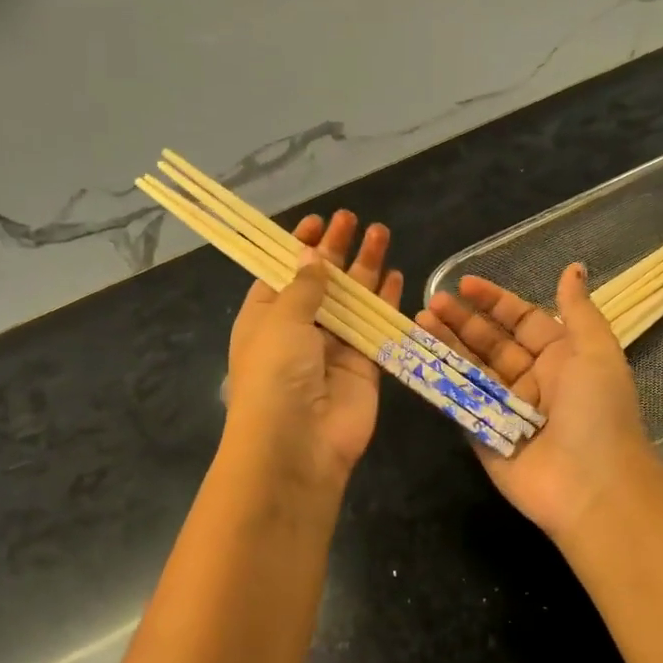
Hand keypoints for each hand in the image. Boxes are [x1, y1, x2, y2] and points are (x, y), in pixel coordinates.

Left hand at [224, 210, 403, 489]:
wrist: (297, 443)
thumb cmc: (276, 373)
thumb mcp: (281, 319)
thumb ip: (304, 287)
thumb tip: (312, 256)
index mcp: (265, 317)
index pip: (282, 274)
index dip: (298, 248)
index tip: (316, 222)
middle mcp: (298, 331)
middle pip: (321, 282)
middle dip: (335, 250)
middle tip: (352, 218)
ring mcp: (333, 348)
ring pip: (353, 300)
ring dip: (365, 267)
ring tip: (380, 233)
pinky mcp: (364, 366)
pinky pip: (377, 327)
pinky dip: (387, 302)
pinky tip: (397, 275)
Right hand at [418, 262, 661, 540]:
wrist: (592, 486)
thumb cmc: (598, 411)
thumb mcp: (596, 351)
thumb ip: (577, 309)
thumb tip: (573, 267)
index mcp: (560, 357)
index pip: (521, 320)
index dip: (493, 301)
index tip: (463, 285)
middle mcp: (531, 380)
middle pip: (490, 342)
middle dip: (461, 321)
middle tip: (431, 303)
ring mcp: (504, 408)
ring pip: (469, 368)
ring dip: (445, 344)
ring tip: (418, 321)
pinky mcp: (482, 433)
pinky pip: (458, 402)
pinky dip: (438, 380)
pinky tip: (418, 358)